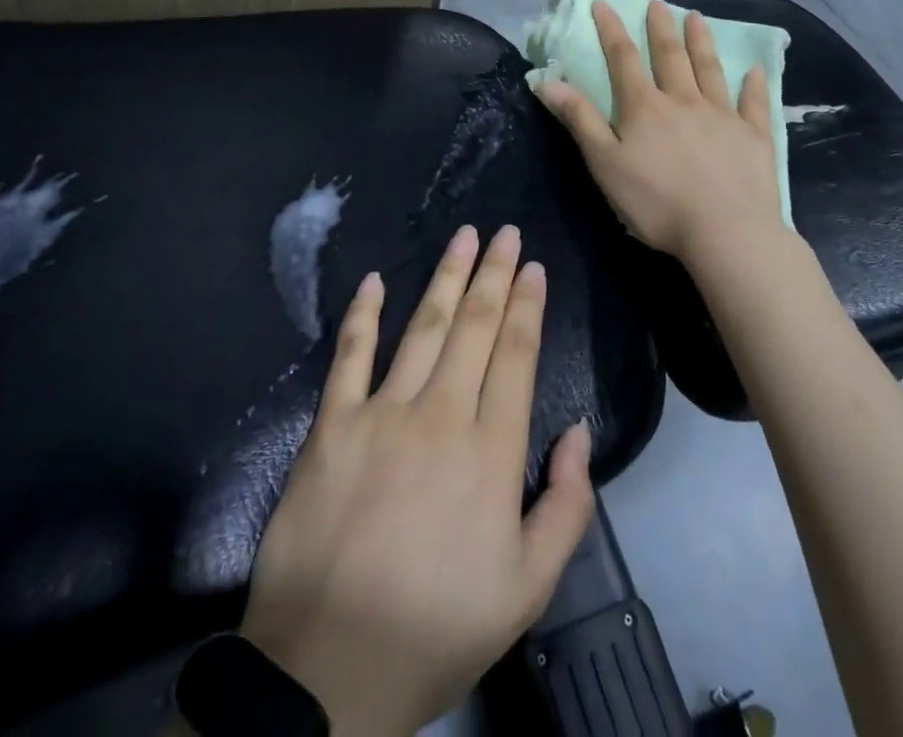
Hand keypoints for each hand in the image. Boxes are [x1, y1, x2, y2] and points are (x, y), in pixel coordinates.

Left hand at [238, 226, 595, 736]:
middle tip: (504, 232)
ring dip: (445, 277)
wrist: (326, 670)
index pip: (514, 356)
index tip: (533, 267)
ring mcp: (381, 414)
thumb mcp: (526, 589)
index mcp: (489, 452)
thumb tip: (576, 429)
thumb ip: (566, 506)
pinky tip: (374, 281)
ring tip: (463, 237)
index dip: (526, 306)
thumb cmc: (436, 627)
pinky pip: (350, 356)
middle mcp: (440, 416)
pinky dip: (362, 315)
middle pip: (473, 328)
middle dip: (493, 274)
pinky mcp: (331, 426)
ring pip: (422, 328)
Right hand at [536, 0, 783, 269]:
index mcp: (645, 107)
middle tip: (657, 3)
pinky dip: (754, 85)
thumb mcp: (605, 164)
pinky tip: (757, 70)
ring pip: (710, 70)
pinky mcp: (754, 136)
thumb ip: (580, 119)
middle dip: (660, 28)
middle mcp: (684, 101)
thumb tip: (548, 80)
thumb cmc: (657, 202)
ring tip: (697, 17)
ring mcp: (723, 115)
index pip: (623, 59)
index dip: (611, 29)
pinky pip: (754, 103)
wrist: (726, 232)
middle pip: (670, 56)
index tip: (603, 3)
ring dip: (702, 42)